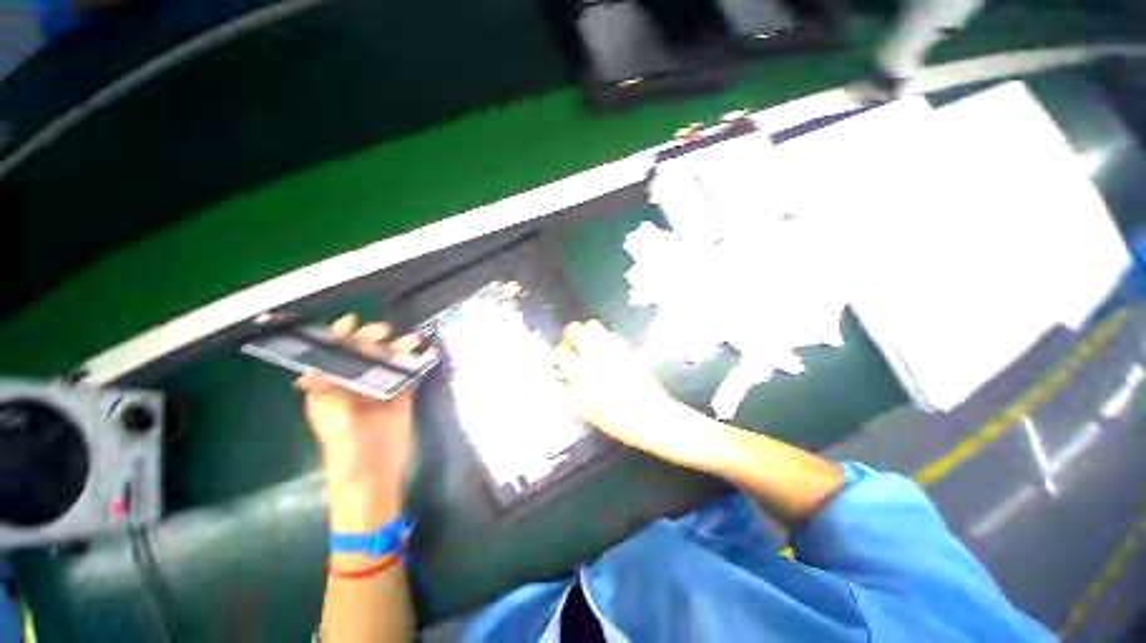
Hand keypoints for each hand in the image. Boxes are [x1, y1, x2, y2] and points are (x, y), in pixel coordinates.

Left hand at [296, 314, 427, 530]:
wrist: (376, 476)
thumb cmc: (350, 451)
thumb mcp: (337, 421)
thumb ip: (331, 393)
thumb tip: (317, 367)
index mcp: (330, 390)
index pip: (330, 356)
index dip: (337, 338)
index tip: (351, 321)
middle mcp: (354, 386)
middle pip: (362, 355)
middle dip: (371, 339)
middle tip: (385, 332)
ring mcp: (379, 391)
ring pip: (387, 362)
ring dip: (399, 349)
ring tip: (413, 341)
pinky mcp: (401, 397)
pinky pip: (408, 375)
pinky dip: (417, 363)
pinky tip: (427, 354)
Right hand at [555, 320, 712, 467]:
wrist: (652, 416)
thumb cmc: (616, 420)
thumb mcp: (586, 412)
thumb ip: (571, 392)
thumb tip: (563, 378)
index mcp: (582, 374)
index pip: (563, 352)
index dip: (560, 353)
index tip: (561, 357)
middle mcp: (595, 356)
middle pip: (575, 330)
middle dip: (570, 335)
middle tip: (572, 344)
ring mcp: (613, 349)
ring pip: (593, 326)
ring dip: (587, 333)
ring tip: (589, 344)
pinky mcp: (627, 348)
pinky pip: (610, 334)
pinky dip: (604, 338)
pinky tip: (607, 350)